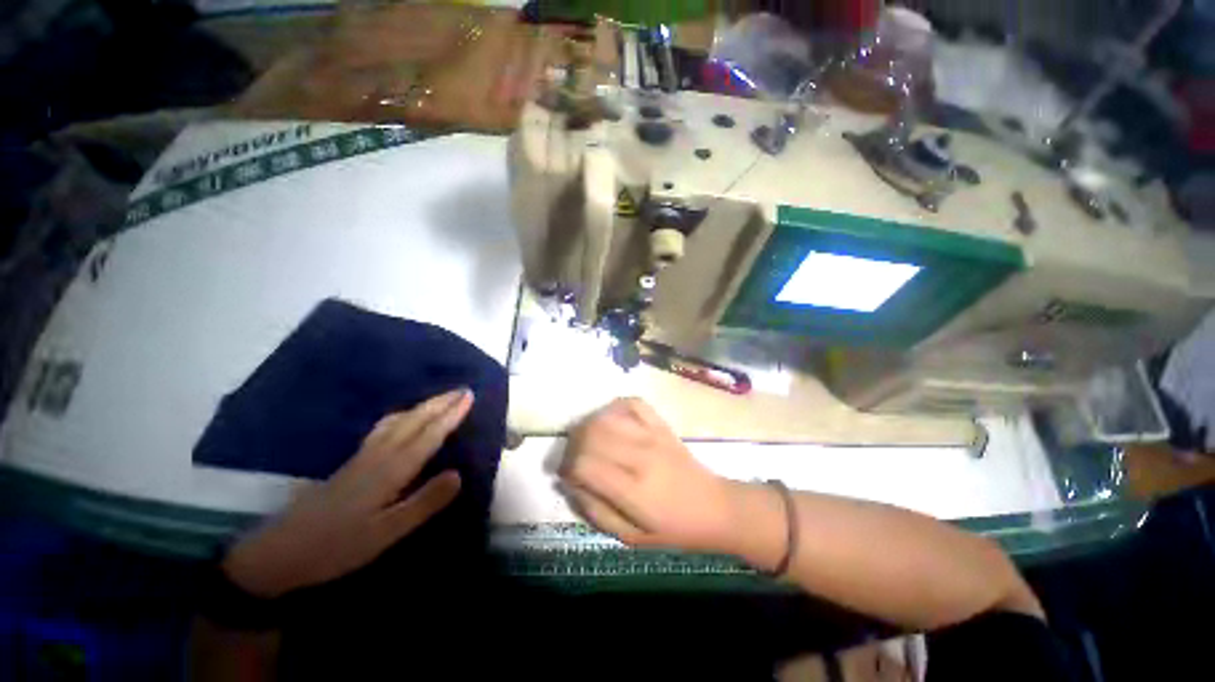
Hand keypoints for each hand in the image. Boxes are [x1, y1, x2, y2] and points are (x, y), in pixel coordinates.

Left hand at [222, 389, 471, 597]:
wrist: (278, 553)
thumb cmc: (336, 547)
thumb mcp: (385, 534)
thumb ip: (423, 503)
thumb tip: (459, 474)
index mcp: (390, 470)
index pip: (429, 435)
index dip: (451, 415)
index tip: (469, 396)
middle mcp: (378, 456)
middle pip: (414, 421)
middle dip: (440, 403)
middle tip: (463, 389)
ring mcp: (362, 457)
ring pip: (398, 421)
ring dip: (423, 406)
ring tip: (441, 398)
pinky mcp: (352, 463)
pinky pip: (384, 428)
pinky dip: (402, 415)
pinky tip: (402, 419)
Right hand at [559, 398, 737, 551]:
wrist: (714, 507)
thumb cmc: (673, 529)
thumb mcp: (631, 537)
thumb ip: (596, 511)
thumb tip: (569, 483)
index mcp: (633, 490)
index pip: (585, 463)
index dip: (568, 467)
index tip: (568, 475)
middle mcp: (641, 455)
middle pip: (591, 433)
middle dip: (574, 444)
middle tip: (576, 457)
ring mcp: (653, 434)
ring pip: (607, 415)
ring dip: (589, 425)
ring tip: (589, 440)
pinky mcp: (661, 424)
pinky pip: (632, 403)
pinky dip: (614, 408)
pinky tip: (611, 422)